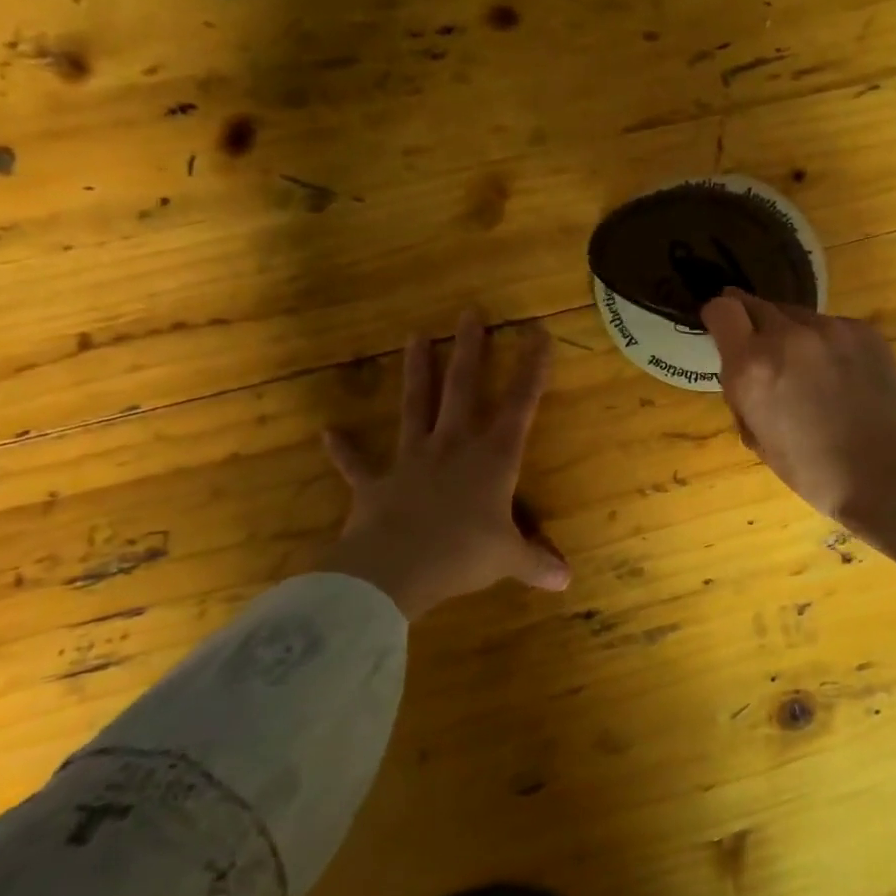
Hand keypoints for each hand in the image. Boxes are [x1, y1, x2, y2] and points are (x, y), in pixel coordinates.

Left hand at [316, 312, 569, 620]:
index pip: (520, 404)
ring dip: (416, 372)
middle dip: (470, 350)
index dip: (532, 368)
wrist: (394, 571)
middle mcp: (453, 447)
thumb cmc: (463, 556)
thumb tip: (566, 582)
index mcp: (492, 458)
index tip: (537, 333)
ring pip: (416, 406)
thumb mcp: (508, 560)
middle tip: (470, 313)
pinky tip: (328, 432)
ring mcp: (411, 460)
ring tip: (415, 336)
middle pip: (462, 388)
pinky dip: (344, 449)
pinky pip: (358, 464)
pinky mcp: (376, 483)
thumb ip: (536, 562)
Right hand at [699, 288, 895, 527]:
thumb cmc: (813, 470)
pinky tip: (841, 376)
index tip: (723, 330)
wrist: (887, 472)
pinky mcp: (863, 331)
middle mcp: (787, 336)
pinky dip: (826, 344)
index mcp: (752, 367)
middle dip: (753, 324)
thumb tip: (744, 370)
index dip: (719, 317)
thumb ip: (742, 392)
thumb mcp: (756, 437)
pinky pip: (831, 327)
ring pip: (796, 316)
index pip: (722, 309)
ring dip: (791, 335)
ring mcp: (830, 328)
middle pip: (758, 305)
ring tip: (809, 371)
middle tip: (764, 354)